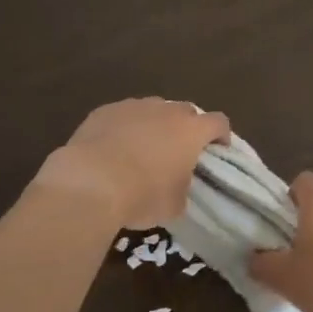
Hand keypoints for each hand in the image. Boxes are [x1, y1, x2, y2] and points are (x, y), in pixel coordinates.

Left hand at [35, 98, 228, 227]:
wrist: (91, 182)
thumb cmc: (143, 195)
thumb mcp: (174, 205)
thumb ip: (183, 188)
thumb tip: (176, 186)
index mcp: (191, 131)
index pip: (219, 122)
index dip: (221, 135)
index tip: (218, 150)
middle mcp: (166, 110)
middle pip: (186, 111)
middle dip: (187, 127)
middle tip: (180, 150)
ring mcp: (133, 106)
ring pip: (153, 110)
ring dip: (155, 125)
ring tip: (144, 148)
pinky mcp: (105, 110)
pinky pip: (123, 115)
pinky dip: (126, 127)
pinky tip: (115, 147)